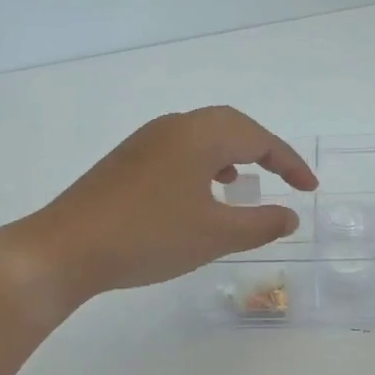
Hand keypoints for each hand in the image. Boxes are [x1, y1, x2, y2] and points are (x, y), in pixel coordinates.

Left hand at [0, 107, 317, 312]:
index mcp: (199, 135)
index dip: (289, 162)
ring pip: (201, 136)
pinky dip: (202, 164)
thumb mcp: (214, 235)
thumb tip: (290, 216)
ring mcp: (145, 141)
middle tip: (284, 178)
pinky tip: (199, 194)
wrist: (65, 248)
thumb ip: (259, 224)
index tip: (310, 189)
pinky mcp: (126, 160)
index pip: (259, 138)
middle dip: (263, 150)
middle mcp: (173, 127)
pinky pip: (178, 149)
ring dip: (230, 154)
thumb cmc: (148, 237)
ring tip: (243, 183)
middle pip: (230, 125)